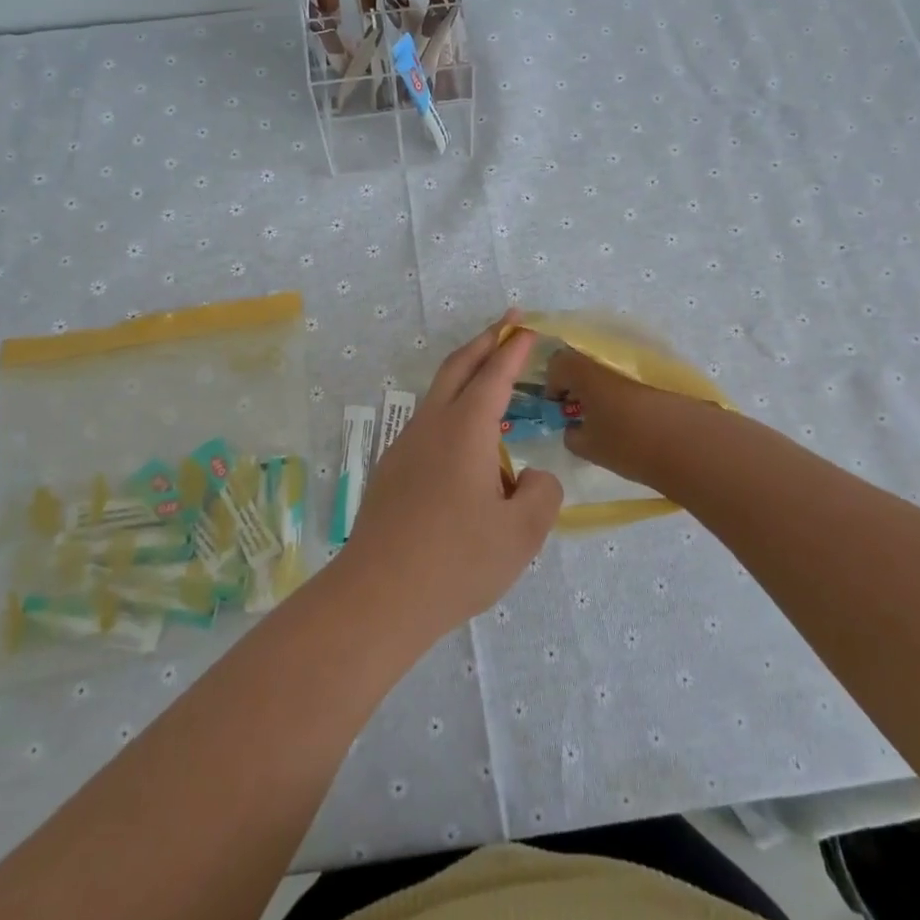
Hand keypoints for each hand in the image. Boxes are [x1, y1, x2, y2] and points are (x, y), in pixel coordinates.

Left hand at [339, 313, 563, 638]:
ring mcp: (404, 447)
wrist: (378, 597)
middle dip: (484, 341)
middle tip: (507, 323)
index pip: (494, 375)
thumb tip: (530, 477)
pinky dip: (451, 414)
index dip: (514, 349)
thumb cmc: (457, 561)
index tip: (528, 329)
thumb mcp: (522, 533)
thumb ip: (541, 493)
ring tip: (492, 388)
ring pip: (437, 396)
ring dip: (465, 378)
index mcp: (465, 429)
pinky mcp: (390, 472)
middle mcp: (431, 426)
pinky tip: (464, 450)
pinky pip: (427, 428)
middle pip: (457, 367)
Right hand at [545, 345, 688, 489]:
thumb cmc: (629, 443)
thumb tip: (573, 430)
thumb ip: (572, 436)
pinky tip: (633, 420)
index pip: (557, 363)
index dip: (553, 385)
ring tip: (609, 419)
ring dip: (603, 389)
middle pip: (584, 363)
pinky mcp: (661, 375)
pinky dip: (626, 393)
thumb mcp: (589, 447)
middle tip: (581, 413)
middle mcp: (609, 359)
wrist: (692, 443)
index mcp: (585, 370)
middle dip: (578, 385)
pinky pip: (633, 378)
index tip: (558, 407)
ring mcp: (637, 364)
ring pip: (610, 370)